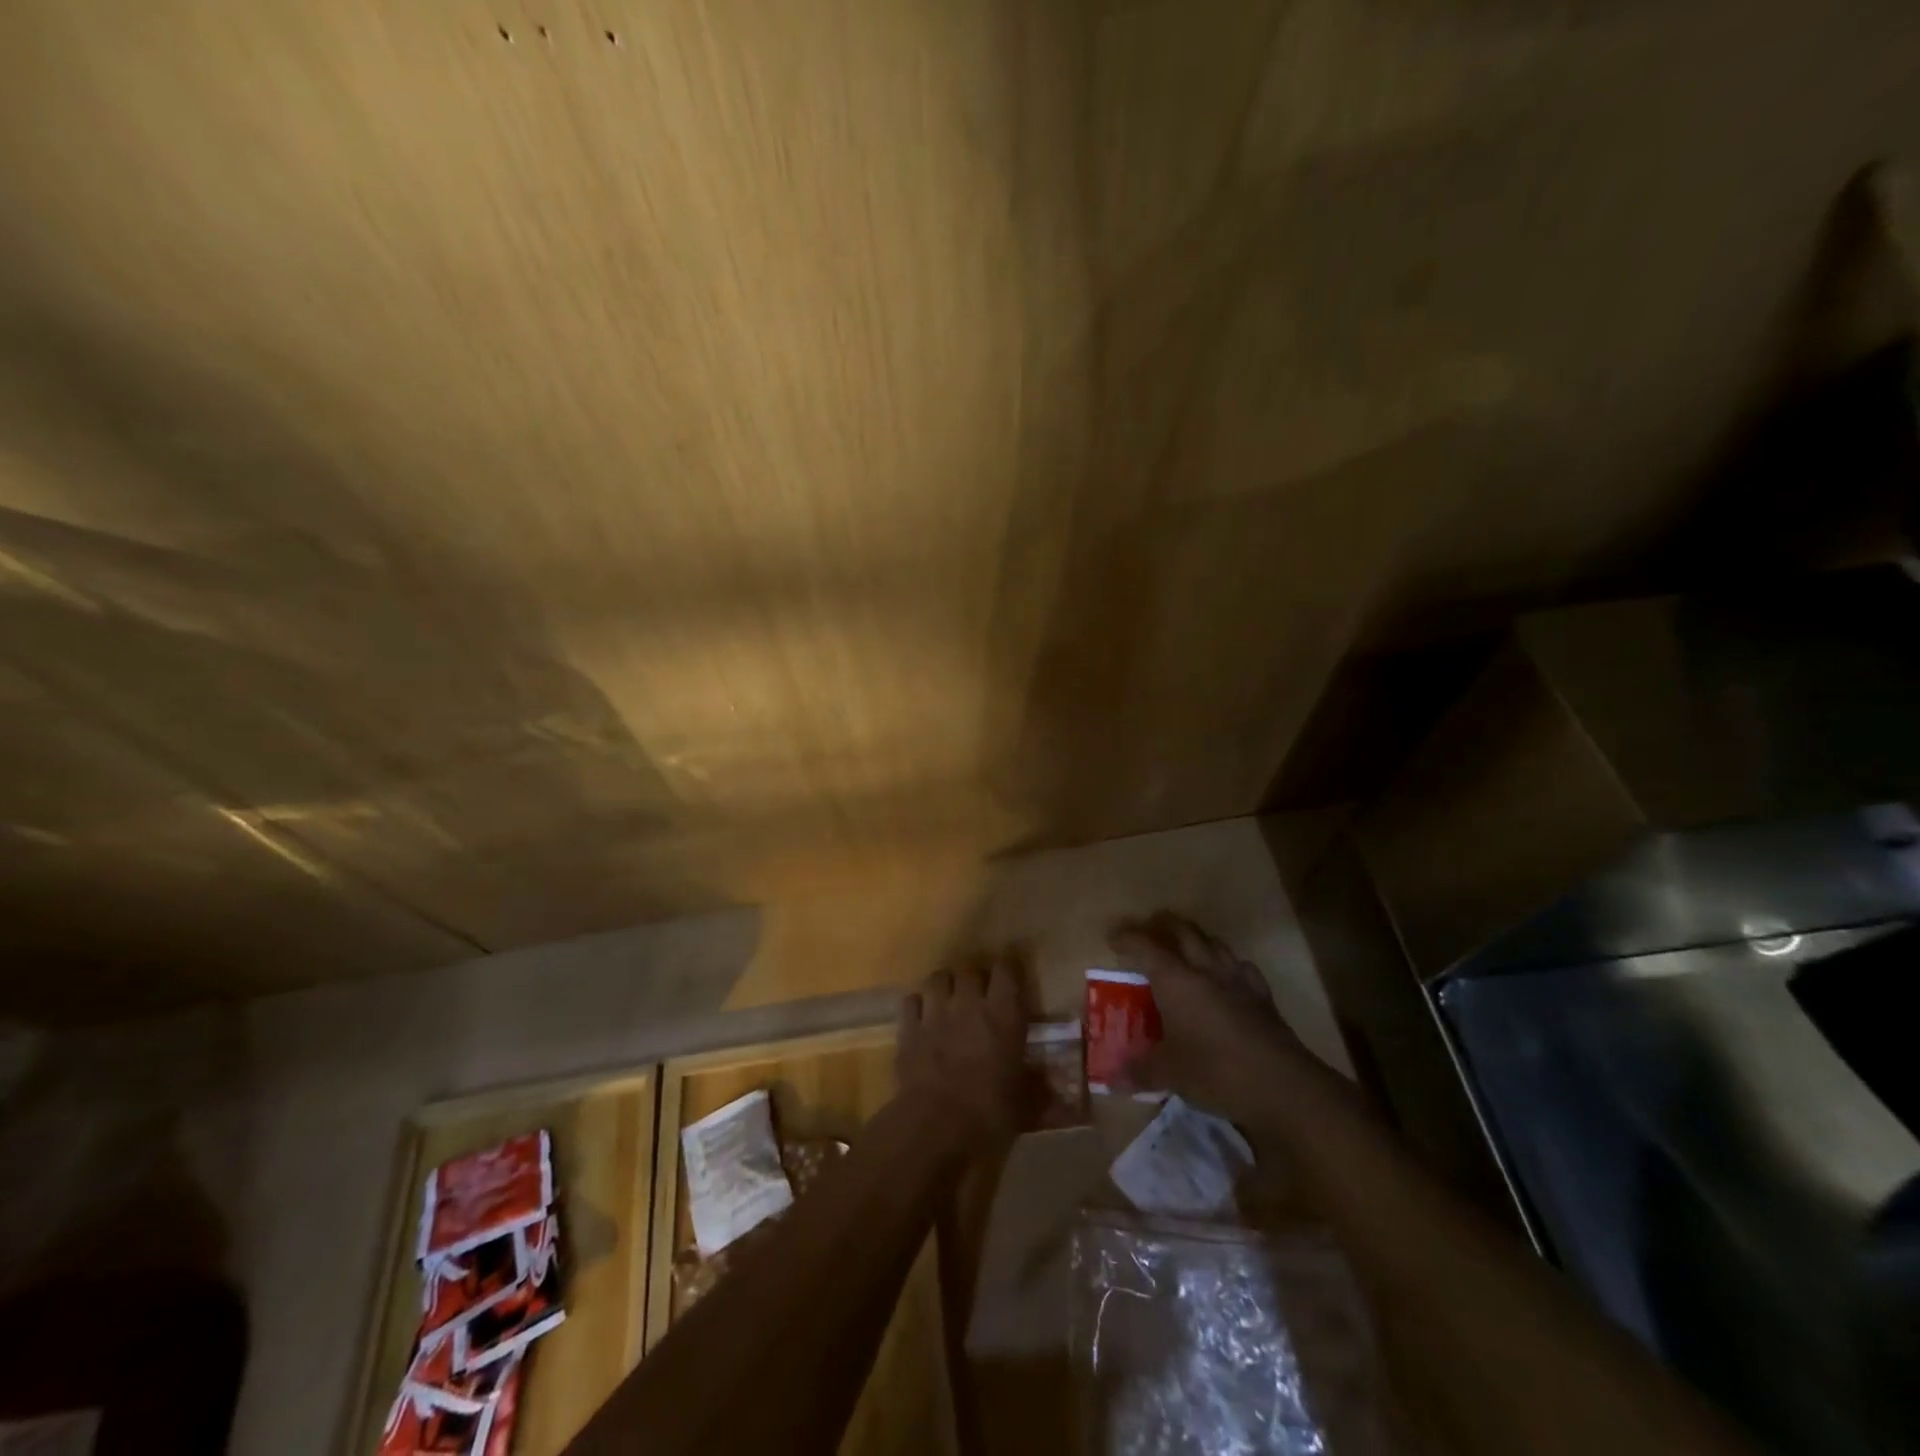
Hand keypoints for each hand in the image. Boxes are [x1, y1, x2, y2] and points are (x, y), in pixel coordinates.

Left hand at [895, 949, 1029, 1146]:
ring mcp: (935, 1013)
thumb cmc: (988, 1114)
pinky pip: (912, 1000)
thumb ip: (1039, 1089)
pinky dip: (919, 1004)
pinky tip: (923, 1017)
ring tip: (950, 998)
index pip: (1006, 969)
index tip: (1012, 974)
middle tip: (980, 992)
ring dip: (946, 984)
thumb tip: (1061, 1093)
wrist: (935, 1126)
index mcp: (1003, 1016)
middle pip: (969, 968)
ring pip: (938, 977)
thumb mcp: (1024, 1104)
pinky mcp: (909, 1028)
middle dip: (975, 976)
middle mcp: (969, 1004)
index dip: (1009, 967)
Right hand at [1109, 912, 1305, 1123]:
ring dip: (1198, 941)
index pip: (1145, 946)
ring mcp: (1238, 981)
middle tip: (1150, 931)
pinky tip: (1227, 978)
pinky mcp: (1264, 998)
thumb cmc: (1215, 1071)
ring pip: (1215, 944)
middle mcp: (1205, 970)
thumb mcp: (1170, 1074)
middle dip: (1164, 927)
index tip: (1113, 938)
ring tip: (1188, 951)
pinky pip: (1242, 968)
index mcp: (1176, 980)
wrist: (1283, 1086)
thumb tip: (1112, 1078)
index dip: (1127, 938)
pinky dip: (1229, 966)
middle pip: (1184, 933)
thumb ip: (1140, 1071)